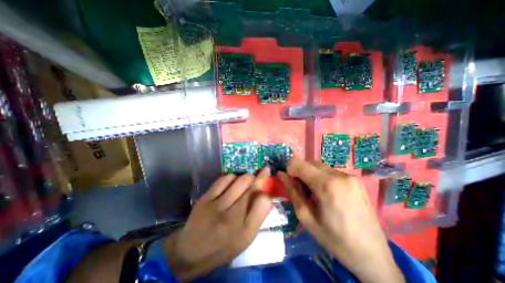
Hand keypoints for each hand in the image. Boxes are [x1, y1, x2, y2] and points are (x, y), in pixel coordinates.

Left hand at [163, 168, 272, 280]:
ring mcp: (217, 206)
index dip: (267, 193)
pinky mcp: (205, 198)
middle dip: (261, 177)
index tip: (267, 188)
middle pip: (253, 188)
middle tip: (263, 172)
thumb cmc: (223, 246)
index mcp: (245, 231)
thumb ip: (258, 217)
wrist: (191, 251)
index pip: (264, 202)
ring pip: (241, 180)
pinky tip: (232, 182)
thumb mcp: (246, 239)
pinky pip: (225, 179)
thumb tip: (266, 195)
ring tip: (247, 180)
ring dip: (247, 177)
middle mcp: (232, 217)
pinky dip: (232, 177)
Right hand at [278, 158, 404, 282]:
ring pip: (320, 166)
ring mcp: (350, 176)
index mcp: (326, 184)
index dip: (290, 169)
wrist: (372, 255)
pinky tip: (327, 193)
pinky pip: (330, 171)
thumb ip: (292, 191)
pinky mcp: (356, 179)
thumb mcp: (306, 217)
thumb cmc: (335, 239)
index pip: (298, 163)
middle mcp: (339, 175)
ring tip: (315, 193)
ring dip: (311, 174)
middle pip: (309, 163)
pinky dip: (322, 177)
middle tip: (302, 190)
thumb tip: (281, 174)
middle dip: (300, 172)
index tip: (291, 183)